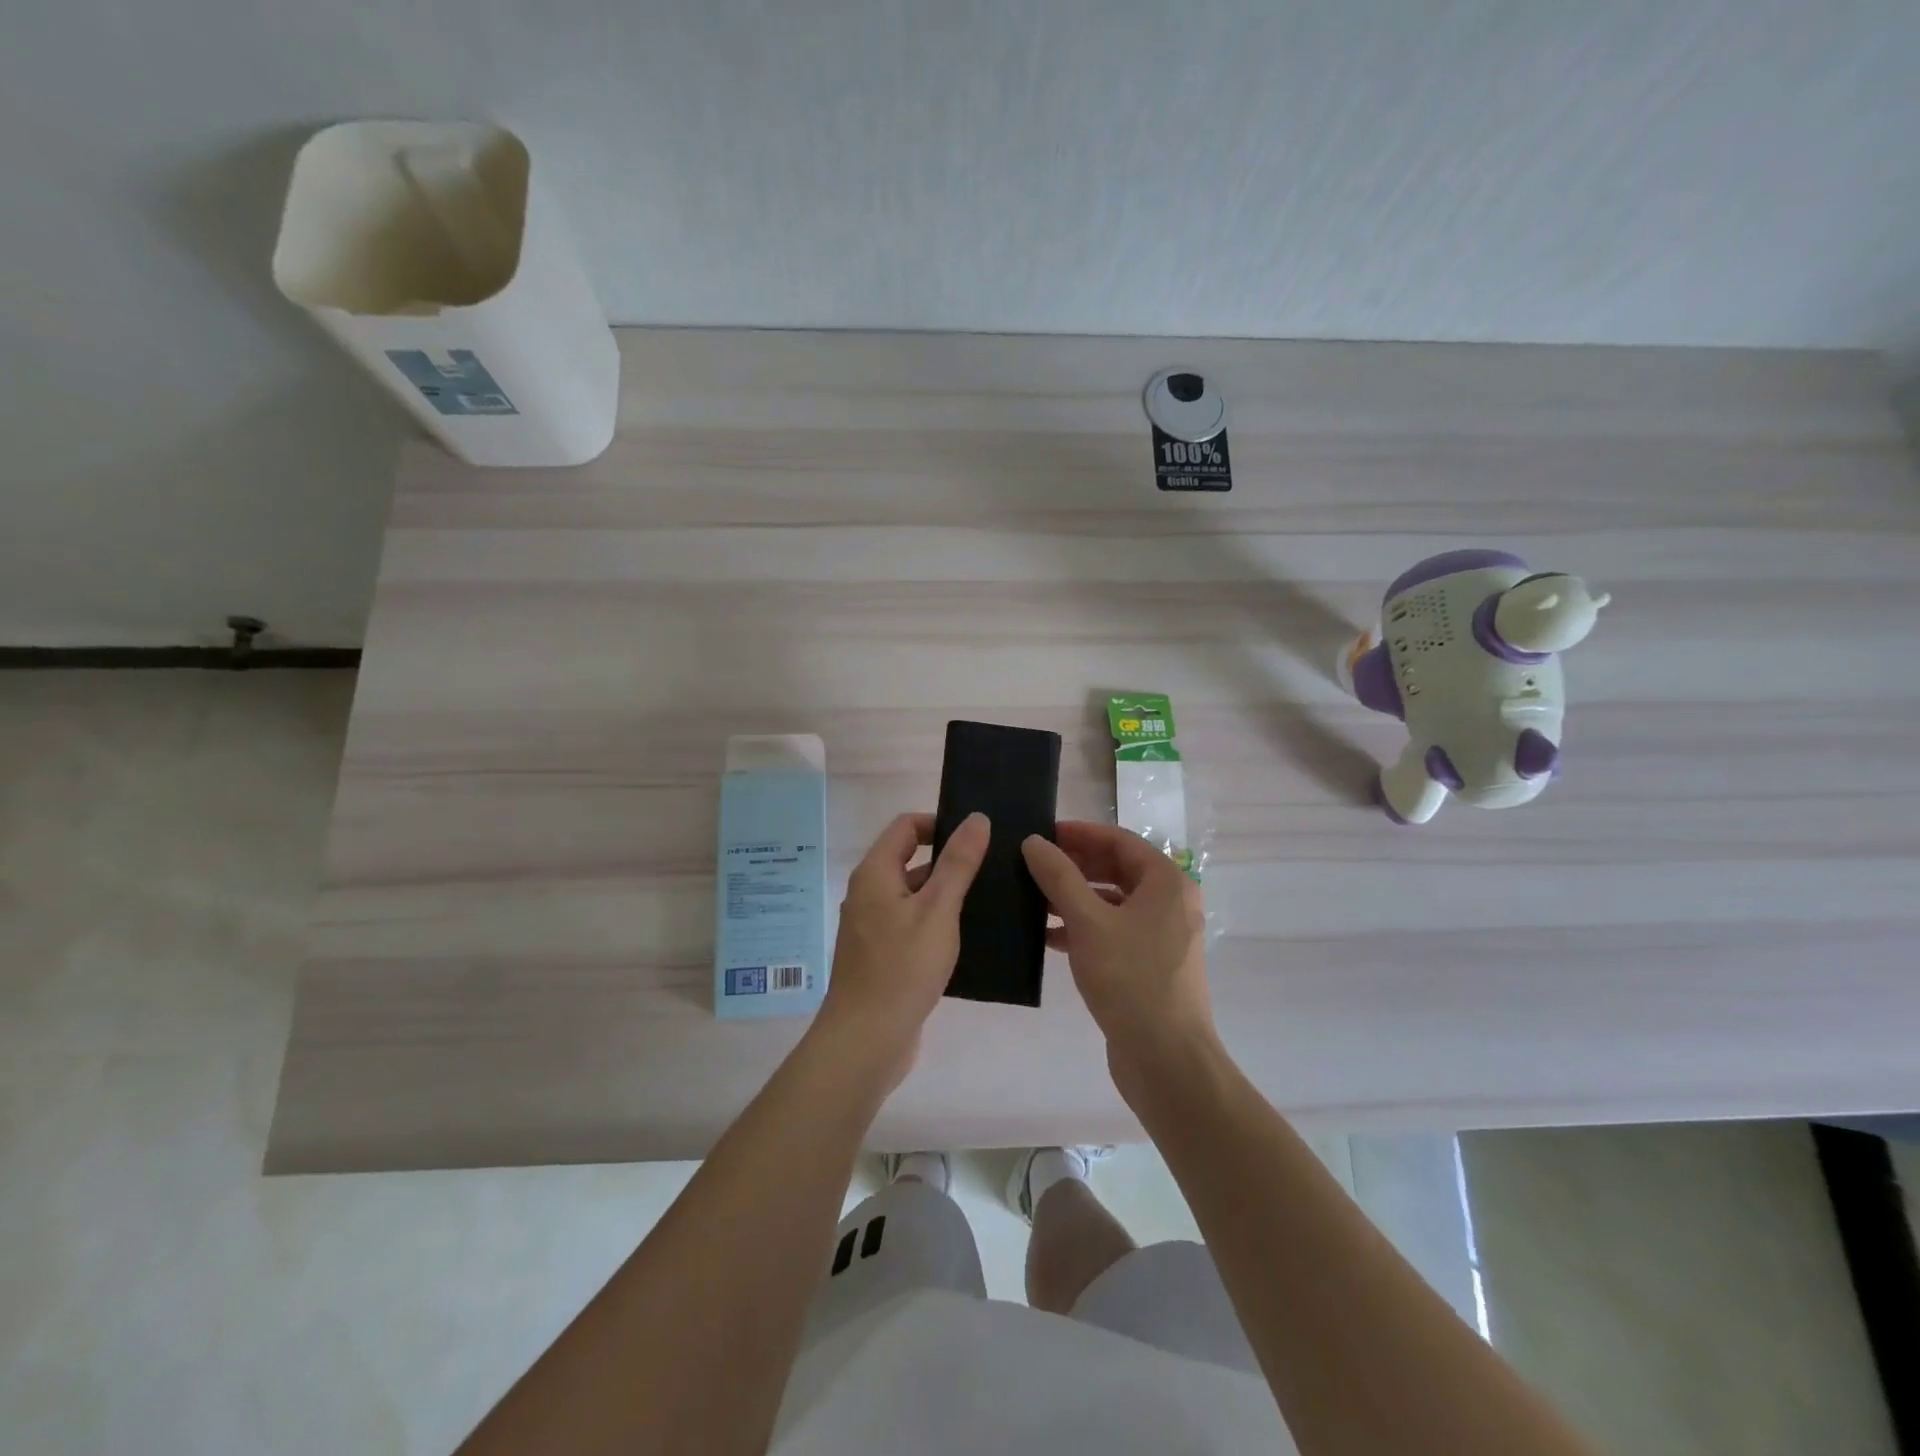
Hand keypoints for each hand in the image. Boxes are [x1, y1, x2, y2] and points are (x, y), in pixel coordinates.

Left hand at [813, 811, 990, 1091]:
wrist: (866, 1041)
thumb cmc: (902, 967)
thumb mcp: (938, 910)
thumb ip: (958, 863)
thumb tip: (976, 818)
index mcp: (875, 874)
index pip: (906, 826)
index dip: (939, 823)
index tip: (976, 838)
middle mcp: (869, 894)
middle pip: (911, 860)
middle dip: (950, 861)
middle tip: (993, 868)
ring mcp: (874, 927)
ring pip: (915, 896)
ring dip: (947, 895)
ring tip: (990, 901)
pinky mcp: (883, 957)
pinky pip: (913, 926)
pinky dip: (938, 924)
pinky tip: (970, 938)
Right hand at [1022, 822, 1216, 1093]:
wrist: (1167, 1060)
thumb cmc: (1131, 980)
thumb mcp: (1088, 923)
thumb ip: (1059, 877)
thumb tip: (1033, 841)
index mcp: (1166, 882)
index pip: (1119, 841)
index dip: (1079, 833)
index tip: (1041, 833)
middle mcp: (1169, 902)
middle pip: (1116, 869)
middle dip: (1074, 866)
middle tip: (1032, 864)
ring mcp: (1161, 935)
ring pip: (1111, 902)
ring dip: (1074, 898)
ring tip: (1031, 899)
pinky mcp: (1149, 964)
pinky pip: (1113, 931)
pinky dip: (1083, 928)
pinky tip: (1047, 937)